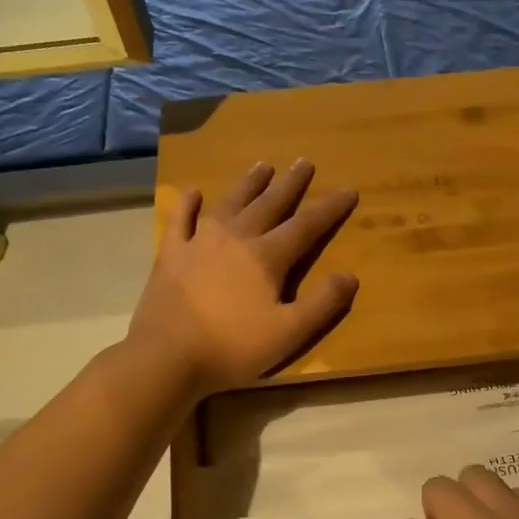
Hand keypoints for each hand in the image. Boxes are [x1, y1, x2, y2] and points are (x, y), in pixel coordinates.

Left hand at [128, 160, 358, 395]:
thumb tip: (351, 276)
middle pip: (269, 204)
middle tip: (304, 162)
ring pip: (230, 204)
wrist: (167, 356)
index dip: (329, 208)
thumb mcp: (289, 333)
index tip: (349, 190)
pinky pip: (181, 220)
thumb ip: (322, 304)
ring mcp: (199, 242)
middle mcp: (236, 238)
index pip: (306, 226)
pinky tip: (193, 192)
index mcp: (267, 258)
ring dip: (249, 184)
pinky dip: (188, 204)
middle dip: (290, 184)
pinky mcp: (171, 254)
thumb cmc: (233, 348)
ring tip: (263, 166)